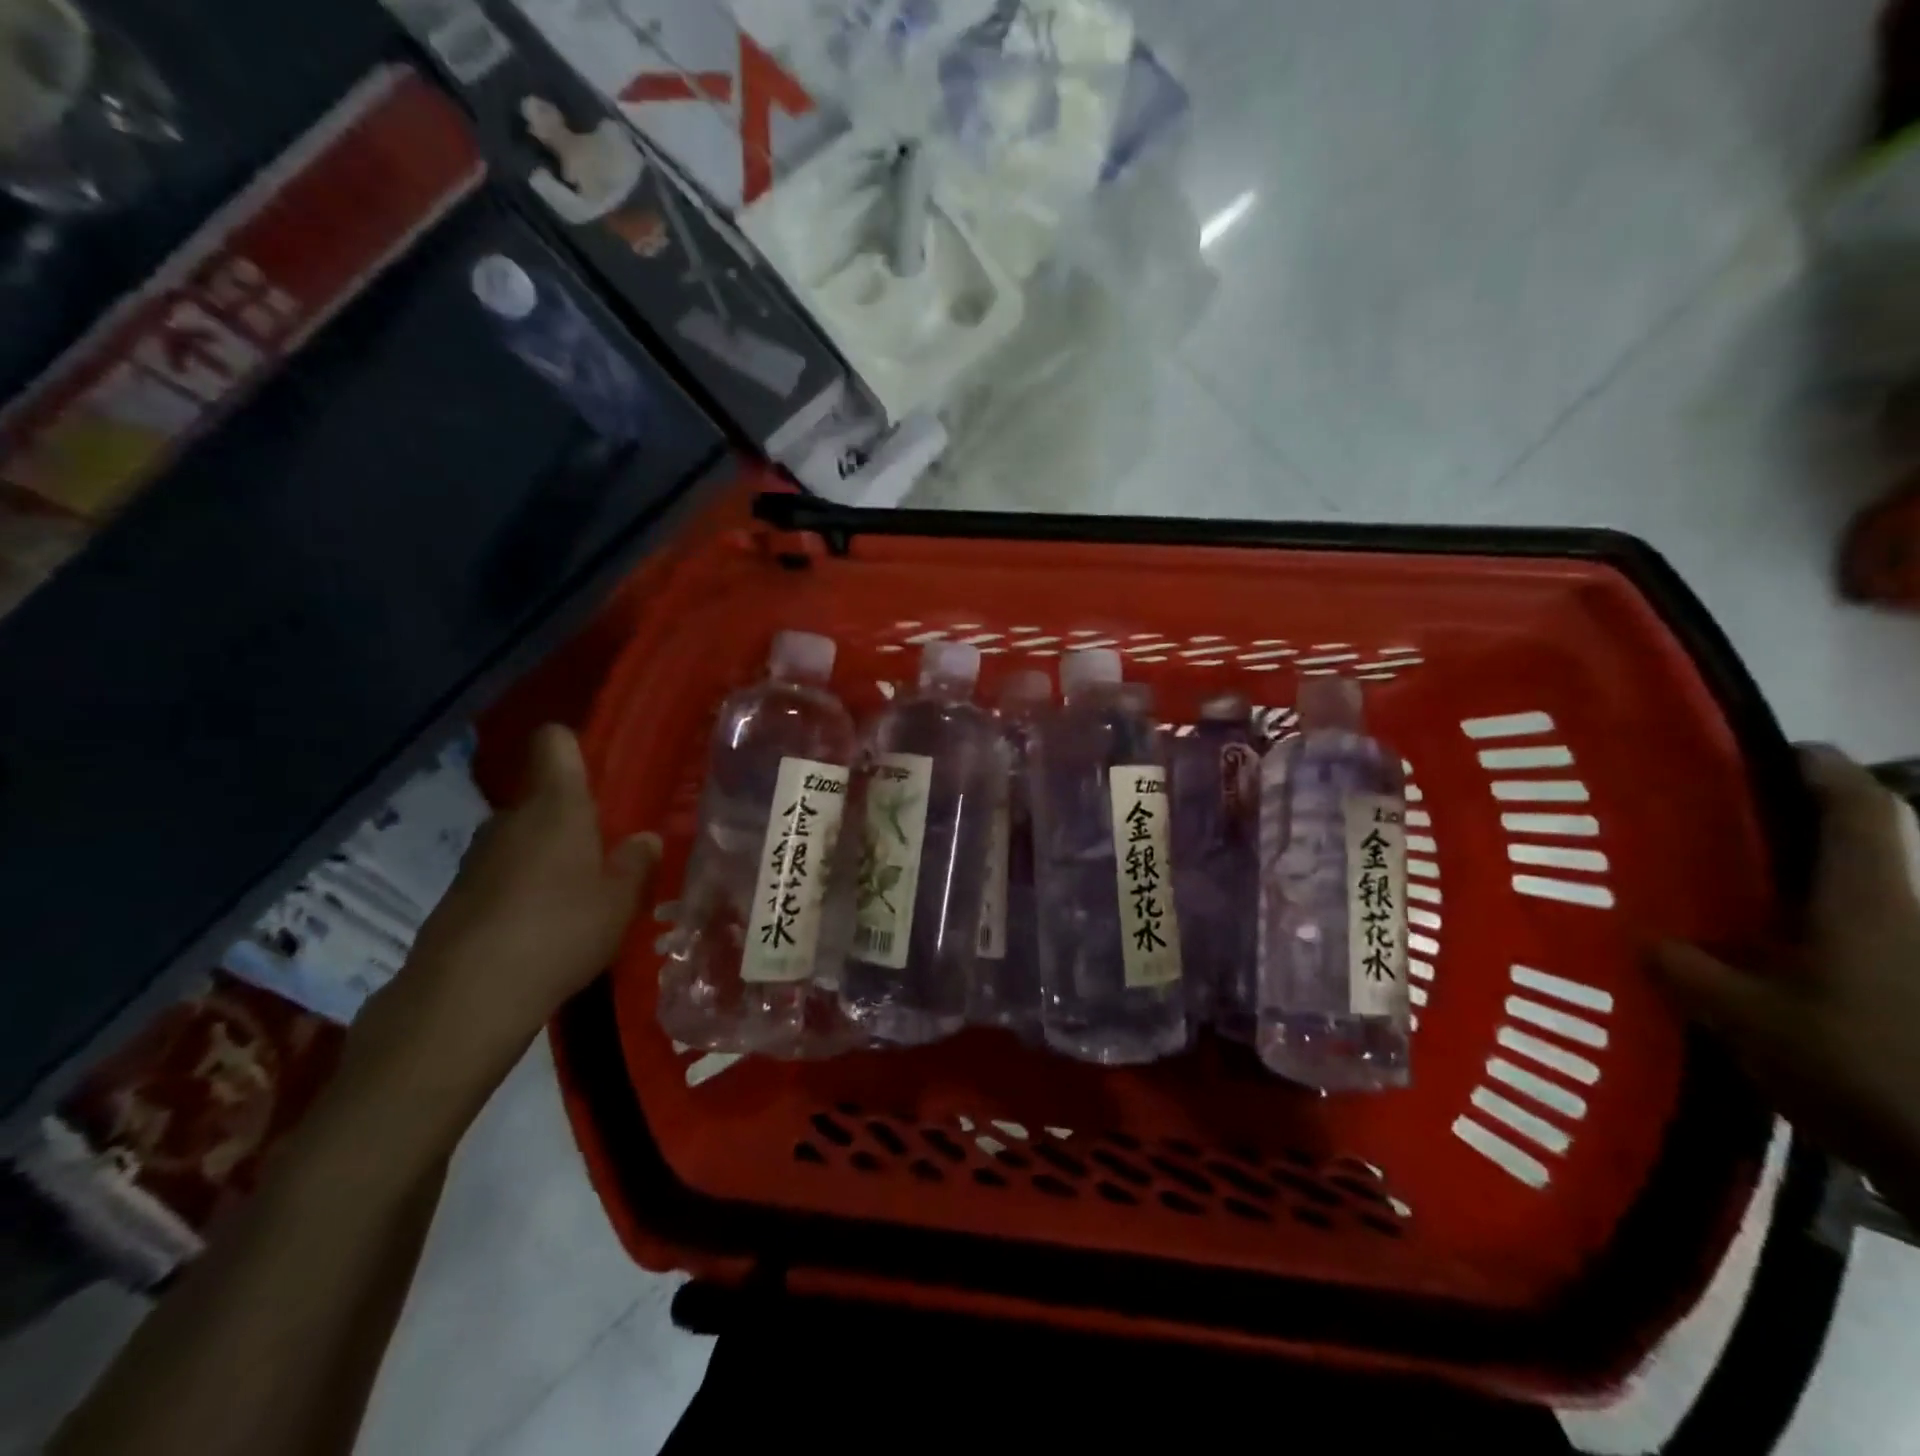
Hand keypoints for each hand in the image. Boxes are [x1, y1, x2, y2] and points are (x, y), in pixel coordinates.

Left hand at [349, 725, 658, 1100]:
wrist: (465, 998)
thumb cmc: (560, 931)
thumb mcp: (620, 902)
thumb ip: (636, 864)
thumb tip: (645, 839)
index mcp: (555, 806)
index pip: (554, 742)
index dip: (575, 747)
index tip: (601, 772)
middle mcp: (511, 819)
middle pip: (543, 797)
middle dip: (572, 818)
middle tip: (607, 852)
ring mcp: (477, 857)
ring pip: (522, 839)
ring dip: (547, 857)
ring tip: (578, 896)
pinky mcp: (457, 895)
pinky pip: (502, 875)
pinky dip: (523, 889)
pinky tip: (542, 929)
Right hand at [1653, 746, 1919, 1221]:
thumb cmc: (1860, 1064)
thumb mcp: (1746, 1019)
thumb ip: (1686, 971)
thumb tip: (1640, 940)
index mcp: (1867, 901)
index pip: (1857, 807)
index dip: (1817, 767)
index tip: (1763, 748)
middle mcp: (1897, 914)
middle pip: (1856, 846)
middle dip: (1791, 824)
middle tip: (1713, 820)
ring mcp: (1904, 955)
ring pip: (1848, 894)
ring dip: (1792, 881)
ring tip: (1718, 885)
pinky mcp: (1901, 992)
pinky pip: (1846, 938)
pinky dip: (1800, 931)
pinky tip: (1748, 952)